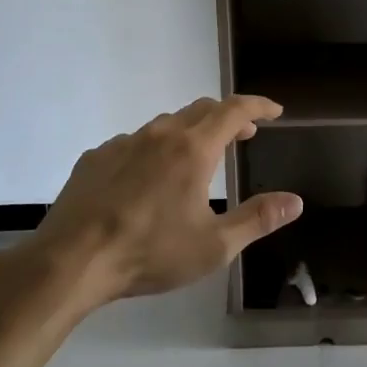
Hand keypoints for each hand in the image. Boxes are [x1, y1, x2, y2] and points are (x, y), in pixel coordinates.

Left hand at [32, 95, 303, 306]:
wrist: (71, 260)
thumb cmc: (149, 252)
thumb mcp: (214, 246)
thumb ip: (258, 219)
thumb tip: (295, 201)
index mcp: (193, 149)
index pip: (234, 110)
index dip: (258, 106)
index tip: (274, 111)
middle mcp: (159, 134)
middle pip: (201, 109)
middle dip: (228, 117)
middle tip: (243, 135)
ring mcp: (123, 143)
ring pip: (165, 124)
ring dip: (190, 131)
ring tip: (197, 157)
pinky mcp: (95, 158)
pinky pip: (134, 142)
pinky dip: (154, 149)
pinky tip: (147, 178)